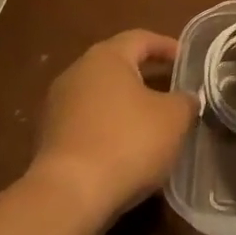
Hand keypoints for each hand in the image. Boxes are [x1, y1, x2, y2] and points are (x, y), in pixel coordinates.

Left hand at [27, 30, 196, 224]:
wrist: (69, 195)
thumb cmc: (128, 142)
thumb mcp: (174, 118)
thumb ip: (185, 101)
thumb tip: (185, 98)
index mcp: (106, 57)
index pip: (140, 38)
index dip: (166, 46)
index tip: (186, 58)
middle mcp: (77, 72)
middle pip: (117, 65)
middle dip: (145, 75)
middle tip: (170, 89)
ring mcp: (58, 105)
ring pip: (101, 96)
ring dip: (125, 105)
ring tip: (150, 123)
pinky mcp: (49, 138)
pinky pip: (87, 123)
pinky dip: (108, 128)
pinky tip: (125, 149)